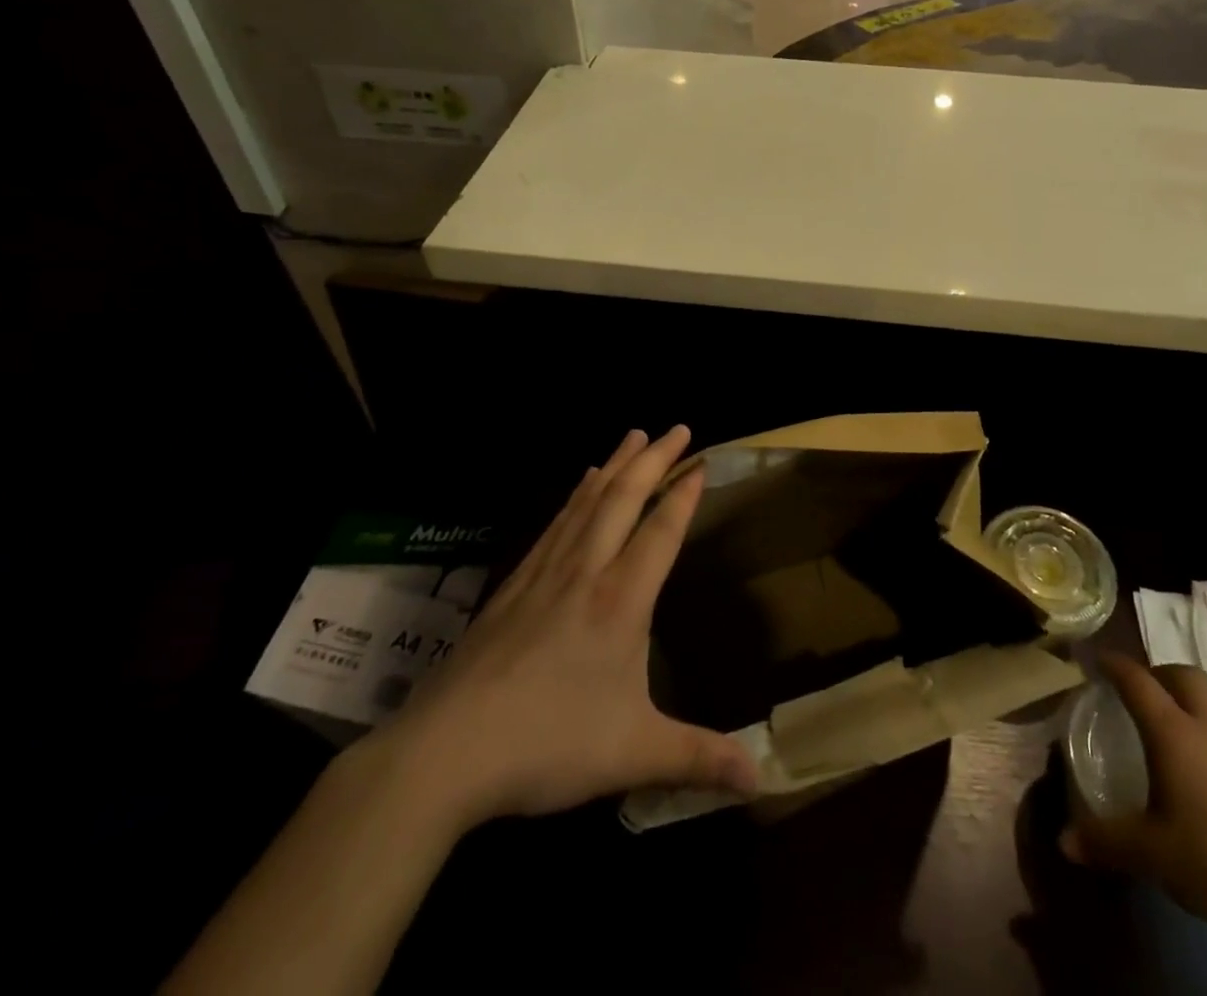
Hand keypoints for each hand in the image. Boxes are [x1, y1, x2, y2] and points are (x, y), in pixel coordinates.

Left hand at [366, 426, 756, 826]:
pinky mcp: (514, 585)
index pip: (660, 532)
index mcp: (620, 602)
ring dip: (616, 465)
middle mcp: (585, 573)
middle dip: (654, 459)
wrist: (445, 751)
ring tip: (633, 436)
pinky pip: (555, 523)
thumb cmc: (547, 745)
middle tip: (676, 427)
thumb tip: (761, 779)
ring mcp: (544, 574)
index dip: (683, 494)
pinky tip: (579, 485)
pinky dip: (576, 495)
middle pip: (624, 499)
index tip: (701, 462)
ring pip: (587, 502)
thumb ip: (698, 759)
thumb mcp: (633, 755)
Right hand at [1061, 653, 1206, 942]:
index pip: (1137, 681)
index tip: (1098, 658)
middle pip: (1186, 676)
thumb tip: (1064, 841)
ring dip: (1202, 704)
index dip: (1115, 664)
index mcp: (1174, 734)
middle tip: (1145, 690)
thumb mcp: (1152, 855)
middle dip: (1161, 673)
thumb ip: (1106, 842)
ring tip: (1191, 728)